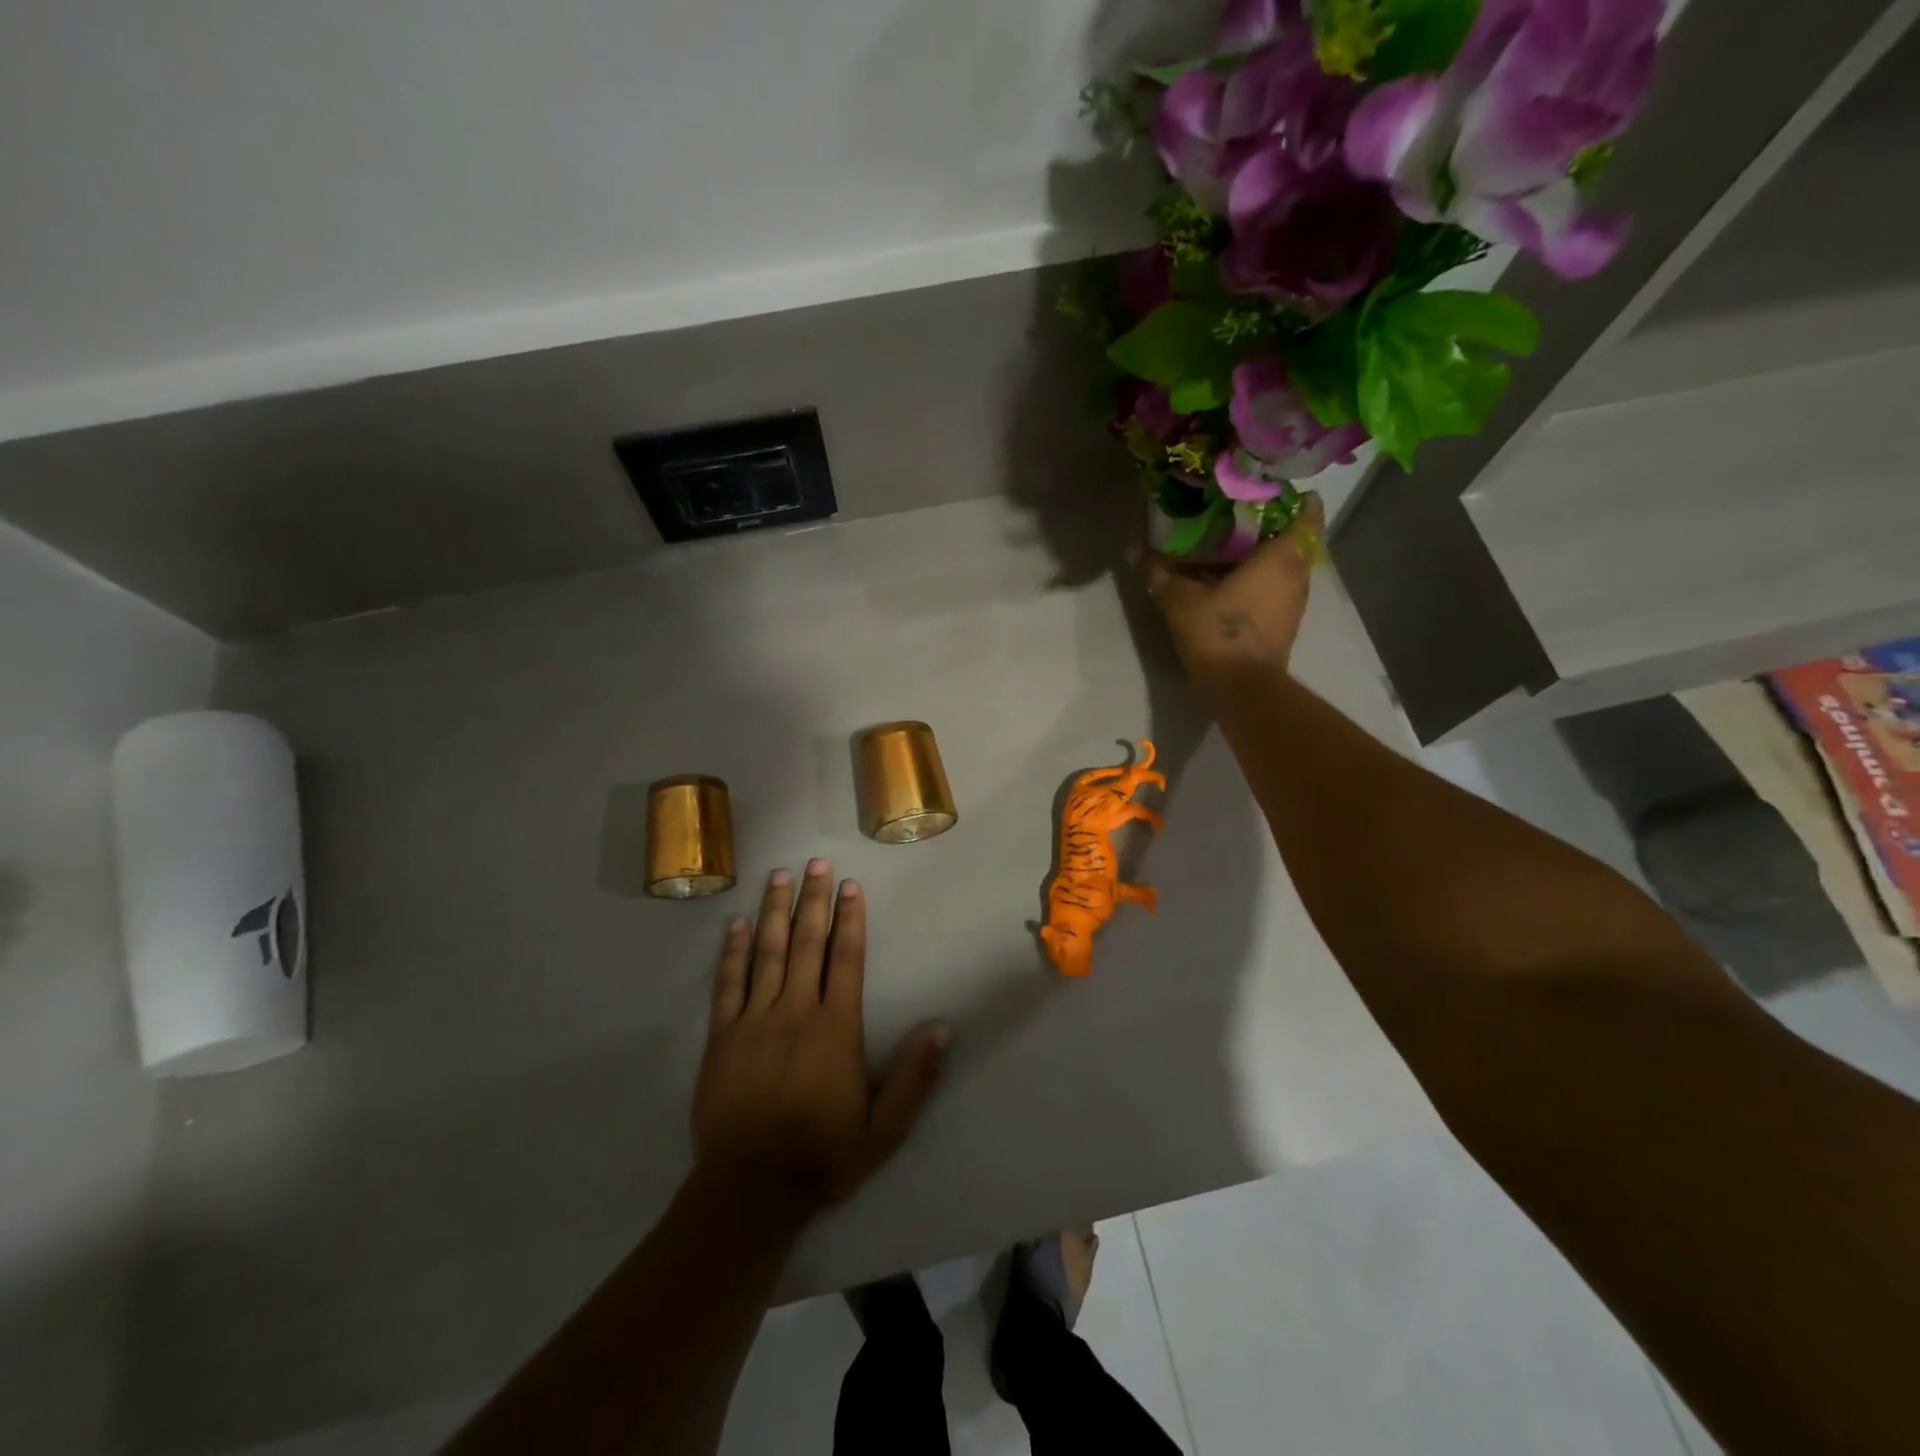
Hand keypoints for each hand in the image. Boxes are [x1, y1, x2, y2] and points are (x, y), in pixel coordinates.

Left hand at [692, 859, 949, 1212]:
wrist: (752, 1189)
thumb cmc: (824, 1155)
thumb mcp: (885, 1127)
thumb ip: (915, 1075)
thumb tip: (943, 1026)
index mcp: (836, 1027)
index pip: (846, 958)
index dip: (850, 918)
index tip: (850, 885)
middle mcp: (796, 1011)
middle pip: (807, 943)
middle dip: (813, 900)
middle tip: (814, 863)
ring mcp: (754, 1020)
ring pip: (766, 953)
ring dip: (774, 912)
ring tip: (779, 877)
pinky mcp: (722, 1036)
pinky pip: (728, 984)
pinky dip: (732, 951)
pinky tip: (735, 924)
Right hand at [1145, 491, 1323, 680]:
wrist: (1241, 688)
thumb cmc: (1218, 632)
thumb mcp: (1180, 600)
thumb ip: (1160, 573)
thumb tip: (1134, 551)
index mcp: (1281, 559)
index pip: (1308, 518)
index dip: (1299, 502)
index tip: (1282, 493)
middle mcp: (1296, 578)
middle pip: (1297, 544)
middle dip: (1277, 530)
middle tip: (1248, 519)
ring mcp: (1294, 606)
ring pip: (1288, 571)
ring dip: (1269, 561)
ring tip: (1238, 552)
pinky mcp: (1285, 628)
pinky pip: (1279, 595)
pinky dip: (1264, 586)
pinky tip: (1236, 586)